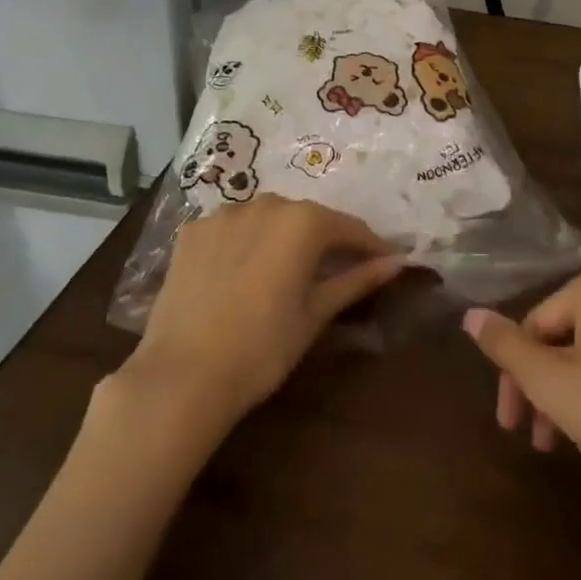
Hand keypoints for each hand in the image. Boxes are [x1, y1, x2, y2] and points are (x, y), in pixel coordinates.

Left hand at [123, 195, 402, 429]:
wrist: (183, 375)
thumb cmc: (263, 348)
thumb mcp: (316, 313)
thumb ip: (357, 280)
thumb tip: (397, 261)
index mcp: (303, 221)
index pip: (349, 228)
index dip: (370, 247)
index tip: (386, 262)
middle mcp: (265, 204)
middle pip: (307, 218)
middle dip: (326, 240)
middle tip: (337, 270)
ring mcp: (223, 214)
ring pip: (267, 218)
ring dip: (283, 237)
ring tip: (287, 270)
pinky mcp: (191, 231)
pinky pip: (231, 229)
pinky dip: (244, 243)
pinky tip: (242, 272)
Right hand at [462, 264, 580, 557]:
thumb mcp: (550, 381)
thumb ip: (505, 346)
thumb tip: (470, 315)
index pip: (537, 325)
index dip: (515, 377)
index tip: (511, 426)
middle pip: (569, 339)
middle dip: (547, 390)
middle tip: (539, 441)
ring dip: (575, 396)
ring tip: (574, 444)